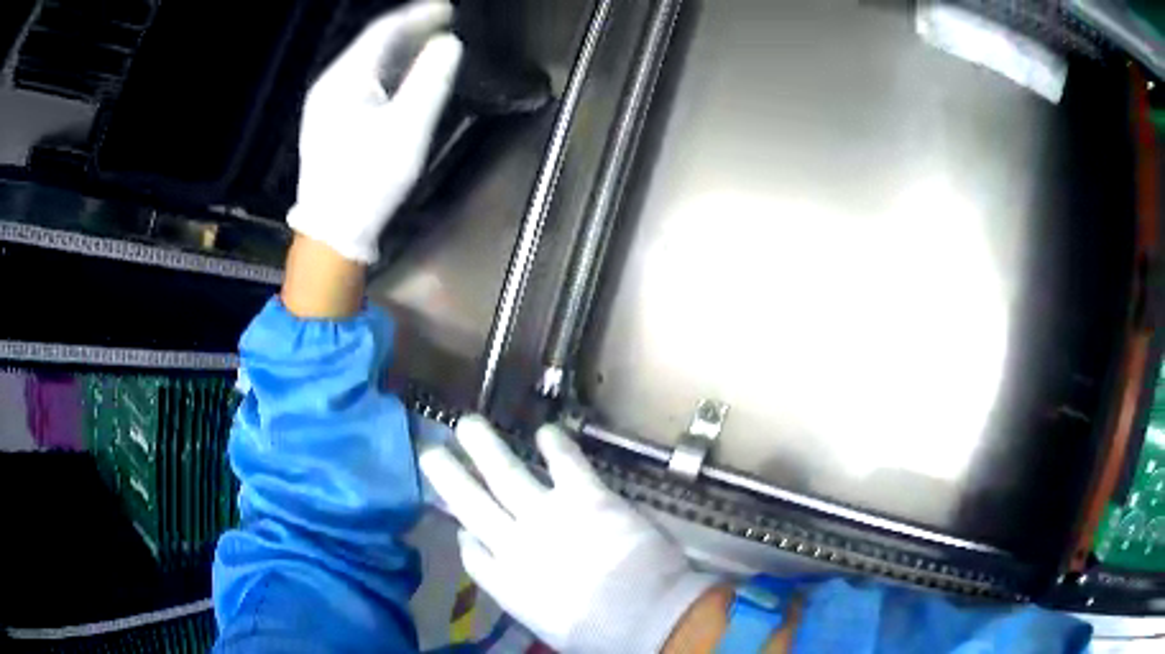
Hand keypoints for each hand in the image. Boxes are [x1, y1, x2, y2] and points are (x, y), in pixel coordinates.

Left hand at [287, 0, 462, 263]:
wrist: (331, 231)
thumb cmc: (369, 181)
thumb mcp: (407, 129)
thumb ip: (430, 80)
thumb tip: (449, 44)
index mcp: (344, 80)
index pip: (383, 31)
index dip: (417, 14)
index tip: (449, 8)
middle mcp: (329, 85)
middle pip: (373, 44)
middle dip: (410, 29)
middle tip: (445, 22)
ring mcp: (325, 104)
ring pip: (366, 63)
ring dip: (400, 49)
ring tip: (431, 43)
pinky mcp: (329, 122)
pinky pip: (360, 83)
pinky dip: (387, 71)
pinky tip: (404, 75)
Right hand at [420, 416, 720, 652]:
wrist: (647, 617)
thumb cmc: (603, 635)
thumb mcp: (550, 628)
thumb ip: (521, 596)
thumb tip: (501, 570)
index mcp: (508, 585)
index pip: (473, 555)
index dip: (465, 537)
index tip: (462, 528)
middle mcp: (516, 545)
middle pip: (470, 504)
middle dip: (447, 475)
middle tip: (430, 450)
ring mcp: (549, 517)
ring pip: (504, 474)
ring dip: (484, 447)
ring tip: (468, 424)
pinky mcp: (586, 497)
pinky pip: (565, 463)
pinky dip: (555, 444)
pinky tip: (546, 431)